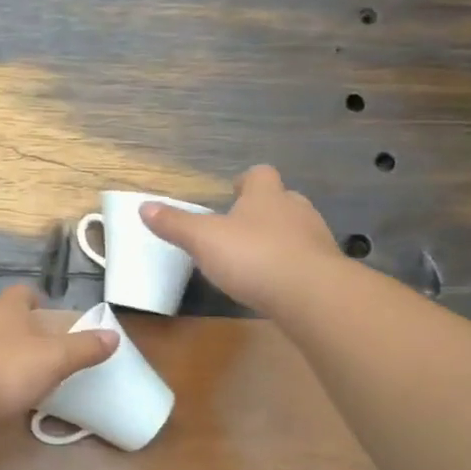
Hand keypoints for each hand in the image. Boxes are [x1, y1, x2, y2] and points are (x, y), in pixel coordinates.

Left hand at [0, 286, 117, 431]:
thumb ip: (83, 349)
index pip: (20, 292)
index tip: (42, 305)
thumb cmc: (4, 371)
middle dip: (12, 324)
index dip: (33, 297)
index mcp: (5, 310)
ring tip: (13, 368)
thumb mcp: (54, 360)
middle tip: (30, 339)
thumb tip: (113, 335)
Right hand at [141, 165, 342, 315]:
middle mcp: (295, 209)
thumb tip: (143, 206)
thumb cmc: (253, 257)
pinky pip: (306, 259)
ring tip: (257, 258)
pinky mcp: (326, 269)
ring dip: (280, 238)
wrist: (311, 294)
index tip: (234, 191)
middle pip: (282, 199)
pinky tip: (277, 283)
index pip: (259, 175)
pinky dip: (292, 266)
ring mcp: (316, 239)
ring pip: (297, 229)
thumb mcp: (203, 240)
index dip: (246, 181)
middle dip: (264, 210)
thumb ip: (175, 224)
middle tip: (242, 227)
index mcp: (265, 195)